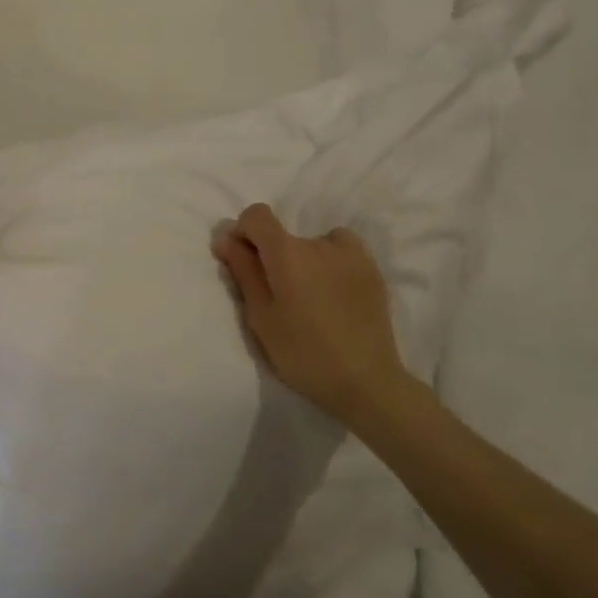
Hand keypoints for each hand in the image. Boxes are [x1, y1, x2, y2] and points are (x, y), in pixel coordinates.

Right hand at [211, 203, 412, 420]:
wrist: (366, 382)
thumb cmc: (302, 353)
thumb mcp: (260, 316)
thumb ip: (243, 270)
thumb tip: (225, 236)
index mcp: (288, 253)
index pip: (257, 215)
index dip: (244, 232)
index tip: (245, 262)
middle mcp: (320, 242)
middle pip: (284, 235)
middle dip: (275, 257)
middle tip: (281, 297)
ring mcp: (352, 253)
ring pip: (312, 244)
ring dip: (304, 260)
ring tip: (312, 299)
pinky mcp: (372, 268)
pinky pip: (340, 251)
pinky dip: (331, 263)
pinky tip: (335, 295)